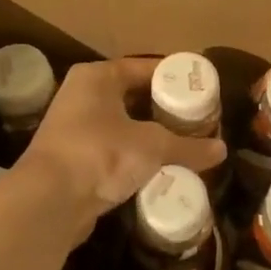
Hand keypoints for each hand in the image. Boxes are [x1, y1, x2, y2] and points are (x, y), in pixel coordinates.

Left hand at [19, 56, 225, 239]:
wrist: (48, 201)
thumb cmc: (100, 155)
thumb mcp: (152, 146)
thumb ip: (188, 146)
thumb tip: (222, 150)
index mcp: (97, 77)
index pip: (145, 68)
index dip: (175, 77)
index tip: (202, 89)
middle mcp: (82, 95)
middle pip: (134, 96)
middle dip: (165, 109)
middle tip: (198, 119)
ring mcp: (75, 128)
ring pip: (123, 124)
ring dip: (151, 134)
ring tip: (185, 143)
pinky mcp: (74, 158)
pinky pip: (113, 149)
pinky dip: (135, 155)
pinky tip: (158, 167)